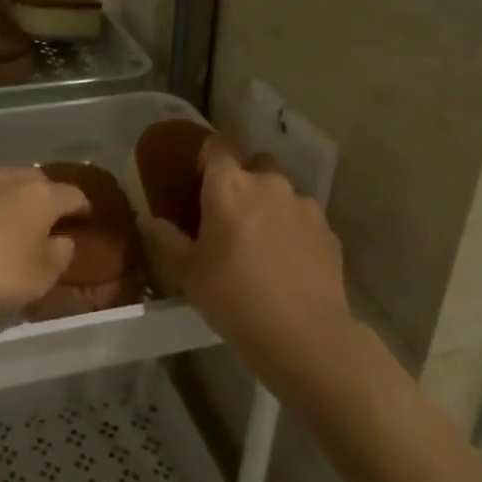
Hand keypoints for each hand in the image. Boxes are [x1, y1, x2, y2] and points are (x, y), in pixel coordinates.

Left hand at [0, 166, 89, 322]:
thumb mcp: (39, 277)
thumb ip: (58, 257)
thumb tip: (64, 241)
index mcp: (42, 197)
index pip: (72, 195)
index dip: (82, 206)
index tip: (85, 216)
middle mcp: (10, 179)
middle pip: (37, 180)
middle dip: (45, 195)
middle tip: (47, 216)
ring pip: (0, 178)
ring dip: (8, 191)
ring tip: (10, 206)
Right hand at [142, 137, 353, 389]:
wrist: (304, 335)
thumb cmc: (234, 297)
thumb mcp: (186, 273)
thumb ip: (165, 240)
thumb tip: (152, 221)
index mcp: (229, 185)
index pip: (215, 146)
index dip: (205, 157)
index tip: (197, 178)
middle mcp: (268, 183)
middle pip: (253, 163)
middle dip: (242, 179)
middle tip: (228, 214)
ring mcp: (303, 205)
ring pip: (281, 191)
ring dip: (268, 205)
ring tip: (259, 242)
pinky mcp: (328, 230)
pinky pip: (302, 218)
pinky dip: (291, 229)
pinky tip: (285, 262)